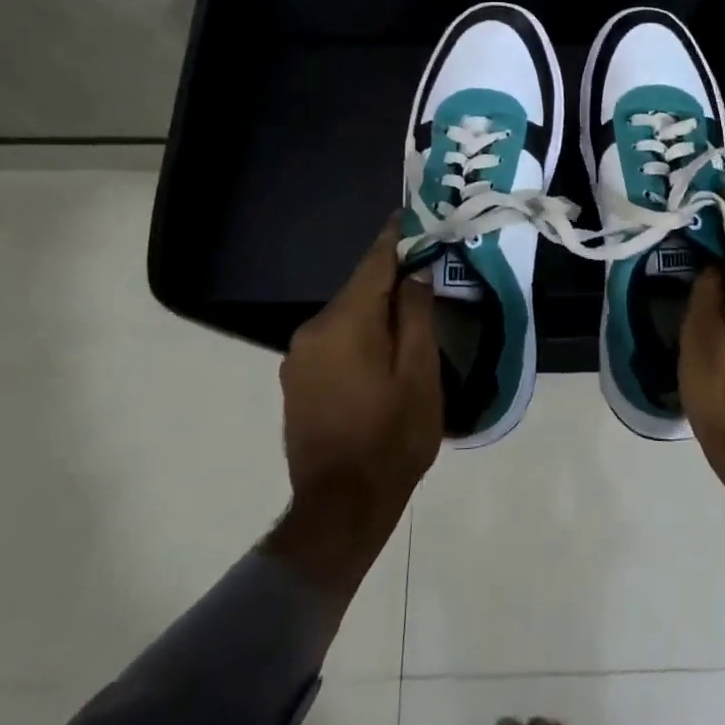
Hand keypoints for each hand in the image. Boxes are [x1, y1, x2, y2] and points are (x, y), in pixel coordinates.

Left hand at [263, 217, 441, 606]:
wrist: (339, 511)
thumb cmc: (391, 439)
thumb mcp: (419, 374)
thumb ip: (414, 315)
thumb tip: (413, 273)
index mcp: (345, 322)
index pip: (374, 262)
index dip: (396, 236)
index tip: (412, 213)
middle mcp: (313, 330)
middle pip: (360, 289)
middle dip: (391, 279)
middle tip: (427, 271)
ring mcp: (299, 357)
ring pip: (347, 316)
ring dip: (375, 311)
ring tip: (410, 315)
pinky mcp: (297, 381)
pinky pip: (334, 340)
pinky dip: (359, 335)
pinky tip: (381, 352)